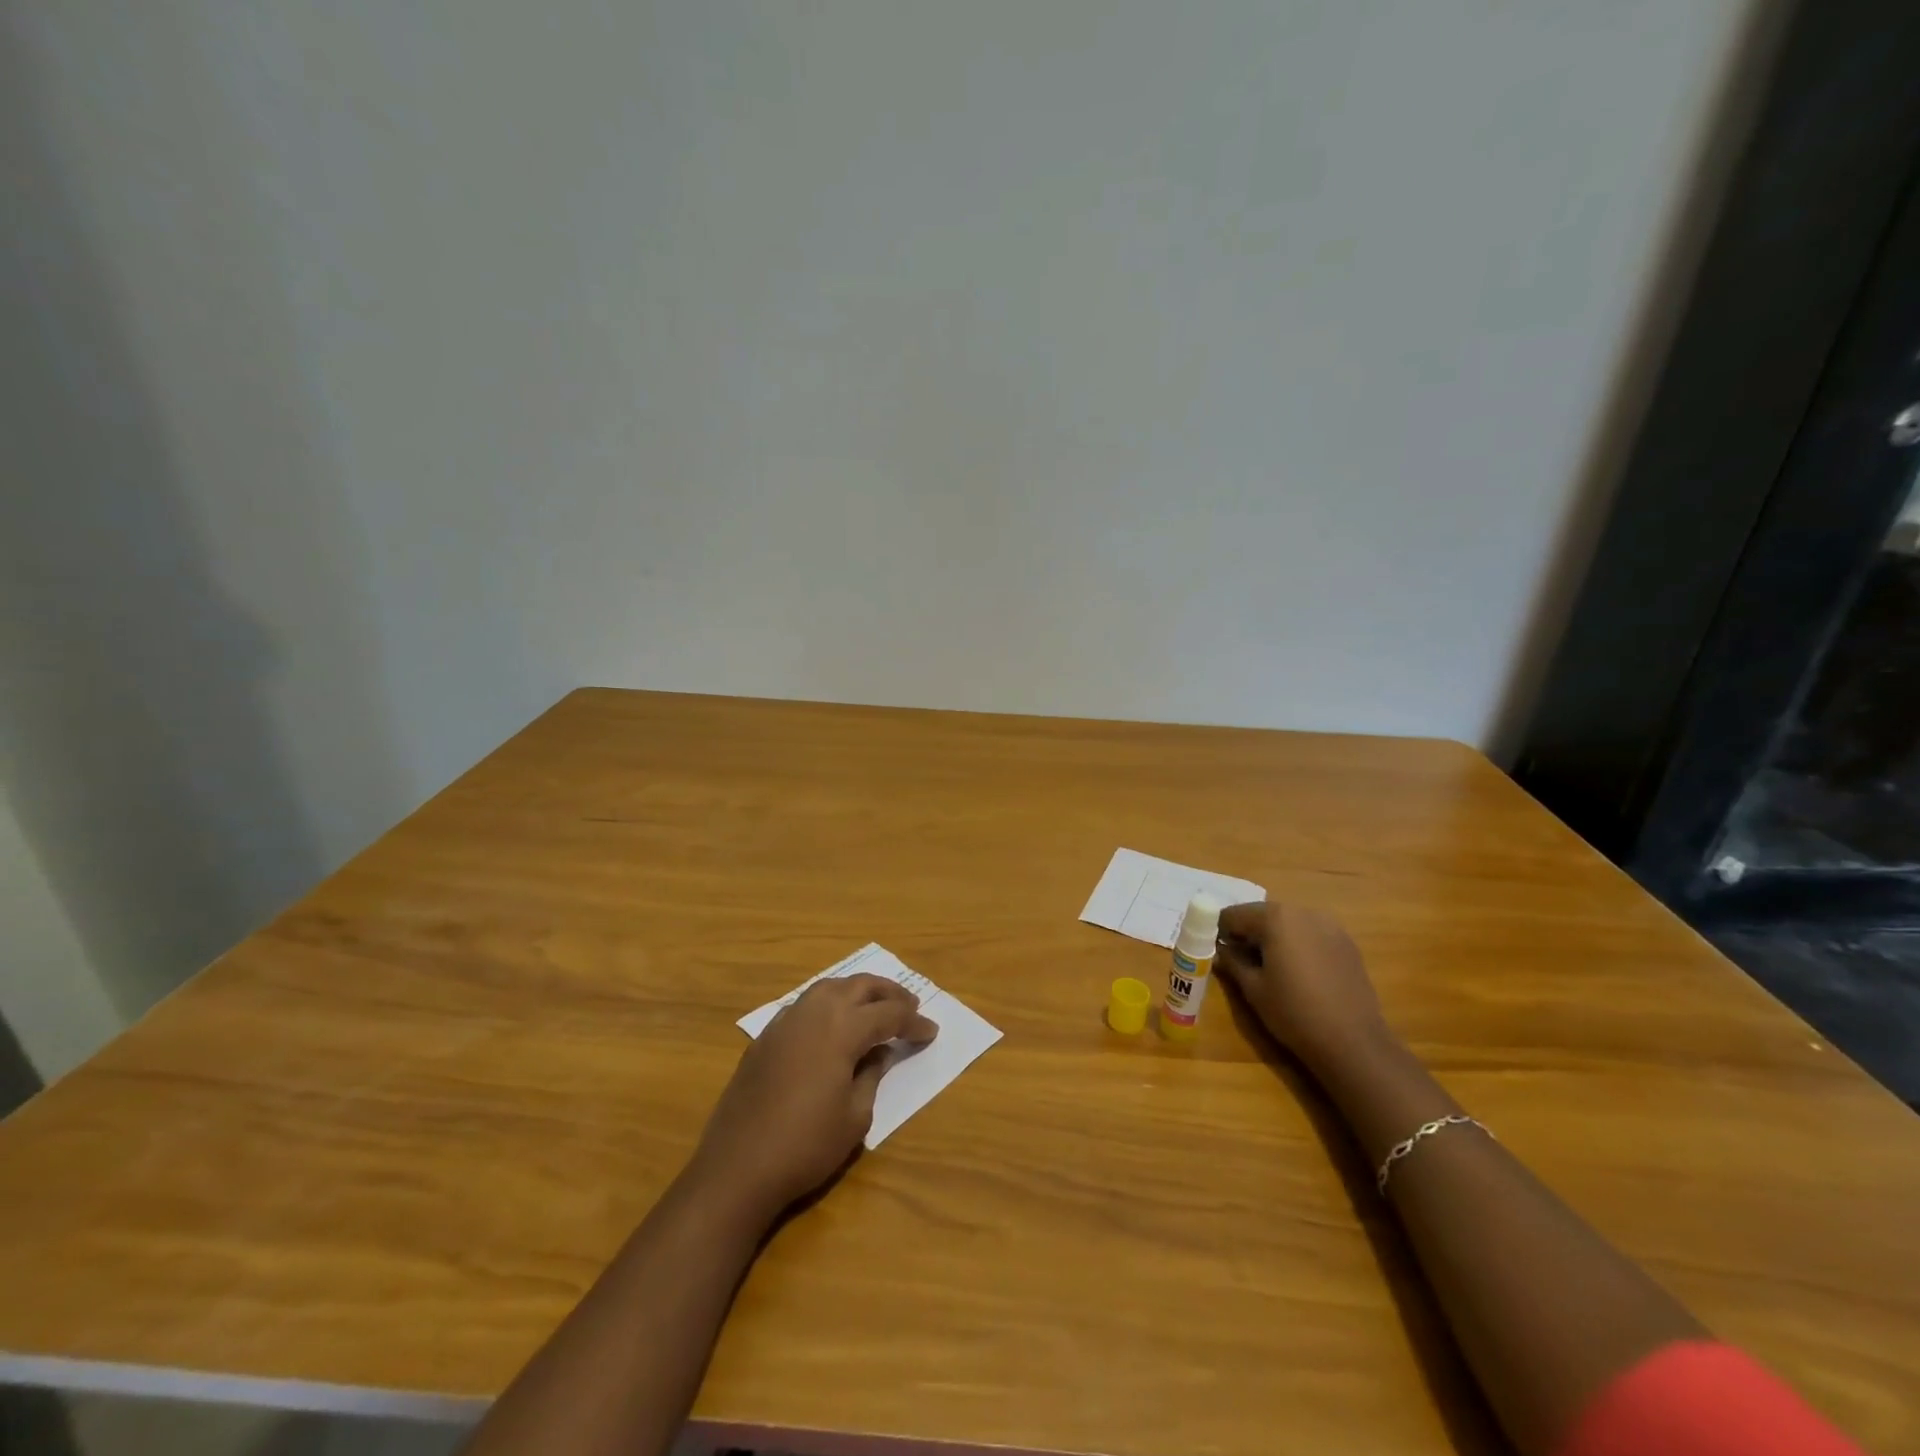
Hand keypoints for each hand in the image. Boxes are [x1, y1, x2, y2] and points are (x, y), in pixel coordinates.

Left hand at [688, 974, 937, 1222]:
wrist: (738, 1167)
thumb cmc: (806, 1145)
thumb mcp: (855, 1116)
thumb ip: (872, 1075)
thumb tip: (878, 1051)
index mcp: (842, 1028)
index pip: (888, 1014)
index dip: (913, 1021)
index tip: (931, 1031)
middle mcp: (815, 1012)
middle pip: (859, 986)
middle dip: (888, 993)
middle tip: (909, 1005)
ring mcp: (786, 1021)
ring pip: (829, 987)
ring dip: (857, 991)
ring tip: (874, 1005)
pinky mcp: (766, 1036)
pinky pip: (805, 1004)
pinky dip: (828, 1004)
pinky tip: (832, 1023)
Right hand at [1216, 902, 1393, 1073]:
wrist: (1353, 1042)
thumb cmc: (1293, 1012)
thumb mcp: (1253, 988)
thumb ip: (1232, 962)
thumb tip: (1221, 950)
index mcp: (1275, 918)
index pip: (1235, 914)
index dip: (1220, 931)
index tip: (1216, 949)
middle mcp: (1303, 912)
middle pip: (1264, 915)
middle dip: (1249, 932)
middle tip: (1239, 959)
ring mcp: (1330, 926)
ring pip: (1289, 923)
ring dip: (1274, 937)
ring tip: (1269, 966)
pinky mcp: (1347, 943)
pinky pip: (1311, 935)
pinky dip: (1298, 944)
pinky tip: (1298, 972)